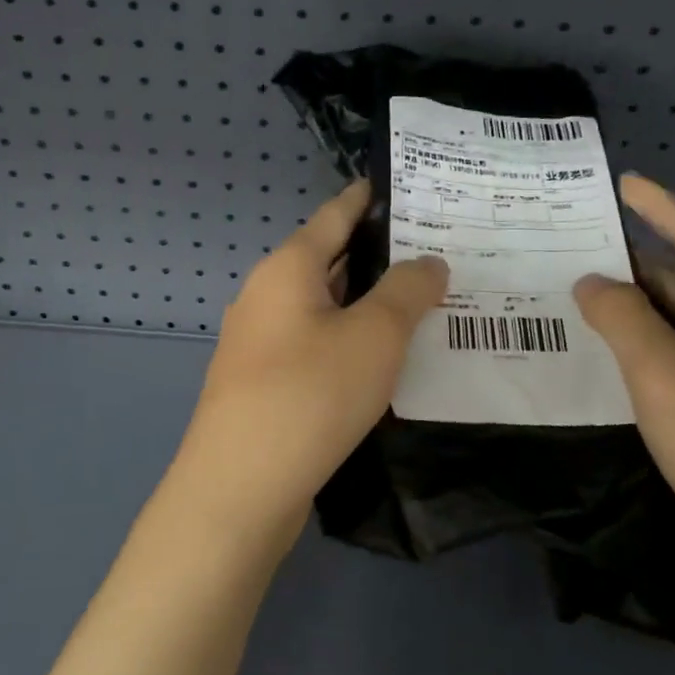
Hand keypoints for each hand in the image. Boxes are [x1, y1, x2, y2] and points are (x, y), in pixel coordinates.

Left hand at [176, 182, 447, 525]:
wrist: (240, 488)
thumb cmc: (310, 394)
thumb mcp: (374, 336)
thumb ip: (407, 291)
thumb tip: (428, 261)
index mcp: (287, 268)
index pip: (334, 215)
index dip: (367, 198)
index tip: (404, 186)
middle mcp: (266, 295)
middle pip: (328, 259)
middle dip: (377, 253)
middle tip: (434, 249)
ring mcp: (259, 341)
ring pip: (323, 305)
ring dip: (366, 301)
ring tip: (419, 300)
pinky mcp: (262, 381)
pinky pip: (314, 343)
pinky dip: (349, 338)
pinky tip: (382, 357)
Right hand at [573, 175, 674, 623]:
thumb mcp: (665, 375)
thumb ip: (622, 317)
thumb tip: (592, 283)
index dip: (663, 210)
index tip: (624, 182)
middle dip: (639, 270)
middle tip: (576, 251)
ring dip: (641, 316)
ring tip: (581, 300)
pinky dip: (652, 355)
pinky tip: (613, 359)